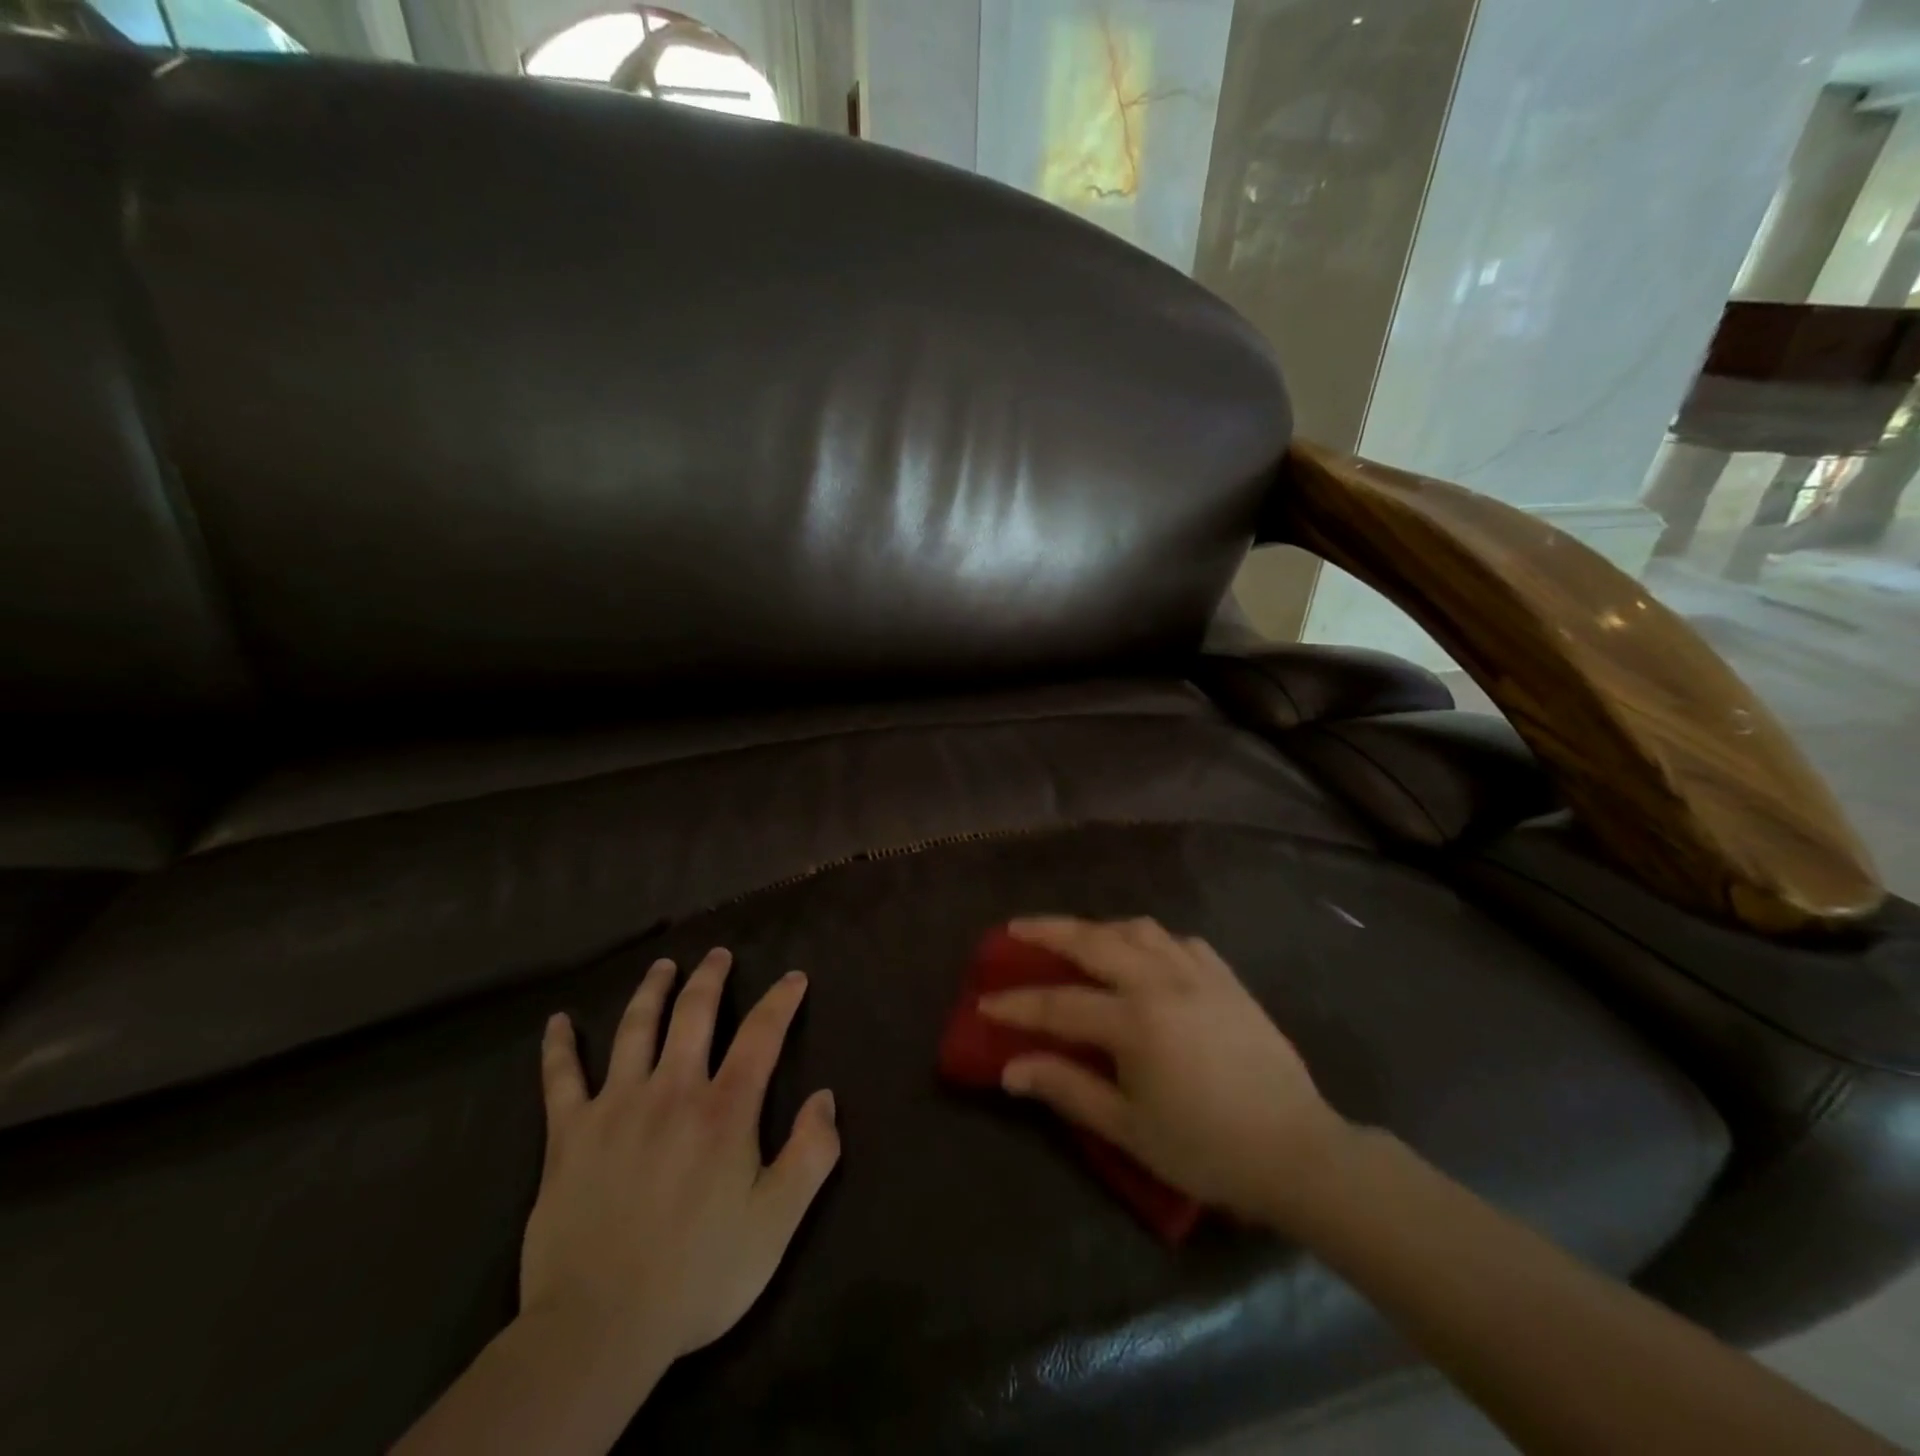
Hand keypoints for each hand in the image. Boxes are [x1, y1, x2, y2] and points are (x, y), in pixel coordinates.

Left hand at [520, 948, 840, 1364]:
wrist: (598, 1328)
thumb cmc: (698, 1274)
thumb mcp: (777, 1223)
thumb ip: (811, 1154)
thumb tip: (825, 1097)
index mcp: (724, 1110)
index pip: (761, 1035)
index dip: (781, 1000)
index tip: (794, 977)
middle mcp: (671, 1090)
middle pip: (693, 1014)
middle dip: (711, 978)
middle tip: (719, 954)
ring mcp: (615, 1107)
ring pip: (635, 1029)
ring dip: (651, 990)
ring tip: (663, 966)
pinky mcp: (568, 1134)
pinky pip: (561, 1078)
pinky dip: (558, 1047)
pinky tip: (557, 1021)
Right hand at [979, 916, 1347, 1224]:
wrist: (1295, 1149)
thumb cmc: (1206, 1148)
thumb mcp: (1129, 1128)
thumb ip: (1067, 1089)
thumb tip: (1011, 1069)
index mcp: (1135, 1021)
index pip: (1059, 1004)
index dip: (1016, 1004)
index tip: (984, 1001)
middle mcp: (1162, 981)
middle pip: (1093, 941)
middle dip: (1047, 932)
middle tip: (1014, 929)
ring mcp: (1198, 973)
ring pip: (1137, 929)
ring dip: (1099, 928)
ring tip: (1077, 937)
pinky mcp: (1226, 977)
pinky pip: (1178, 941)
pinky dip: (1150, 939)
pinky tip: (1144, 953)